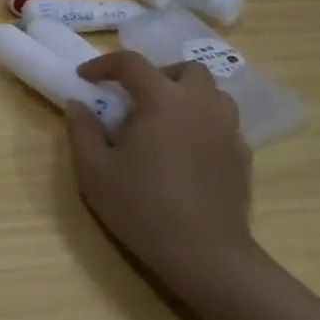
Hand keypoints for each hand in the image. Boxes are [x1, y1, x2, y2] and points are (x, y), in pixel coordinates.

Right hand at [63, 50, 256, 295]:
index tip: (85, 78)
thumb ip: (82, 130)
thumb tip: (78, 104)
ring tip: (165, 120)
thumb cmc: (143, 208)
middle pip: (185, 69)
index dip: (104, 64)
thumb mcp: (94, 171)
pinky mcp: (242, 157)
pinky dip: (204, 123)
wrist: (206, 256)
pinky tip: (188, 150)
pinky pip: (225, 124)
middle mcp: (200, 105)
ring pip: (213, 93)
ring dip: (187, 95)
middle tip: (135, 98)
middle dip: (157, 74)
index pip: (131, 63)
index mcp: (162, 100)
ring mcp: (227, 130)